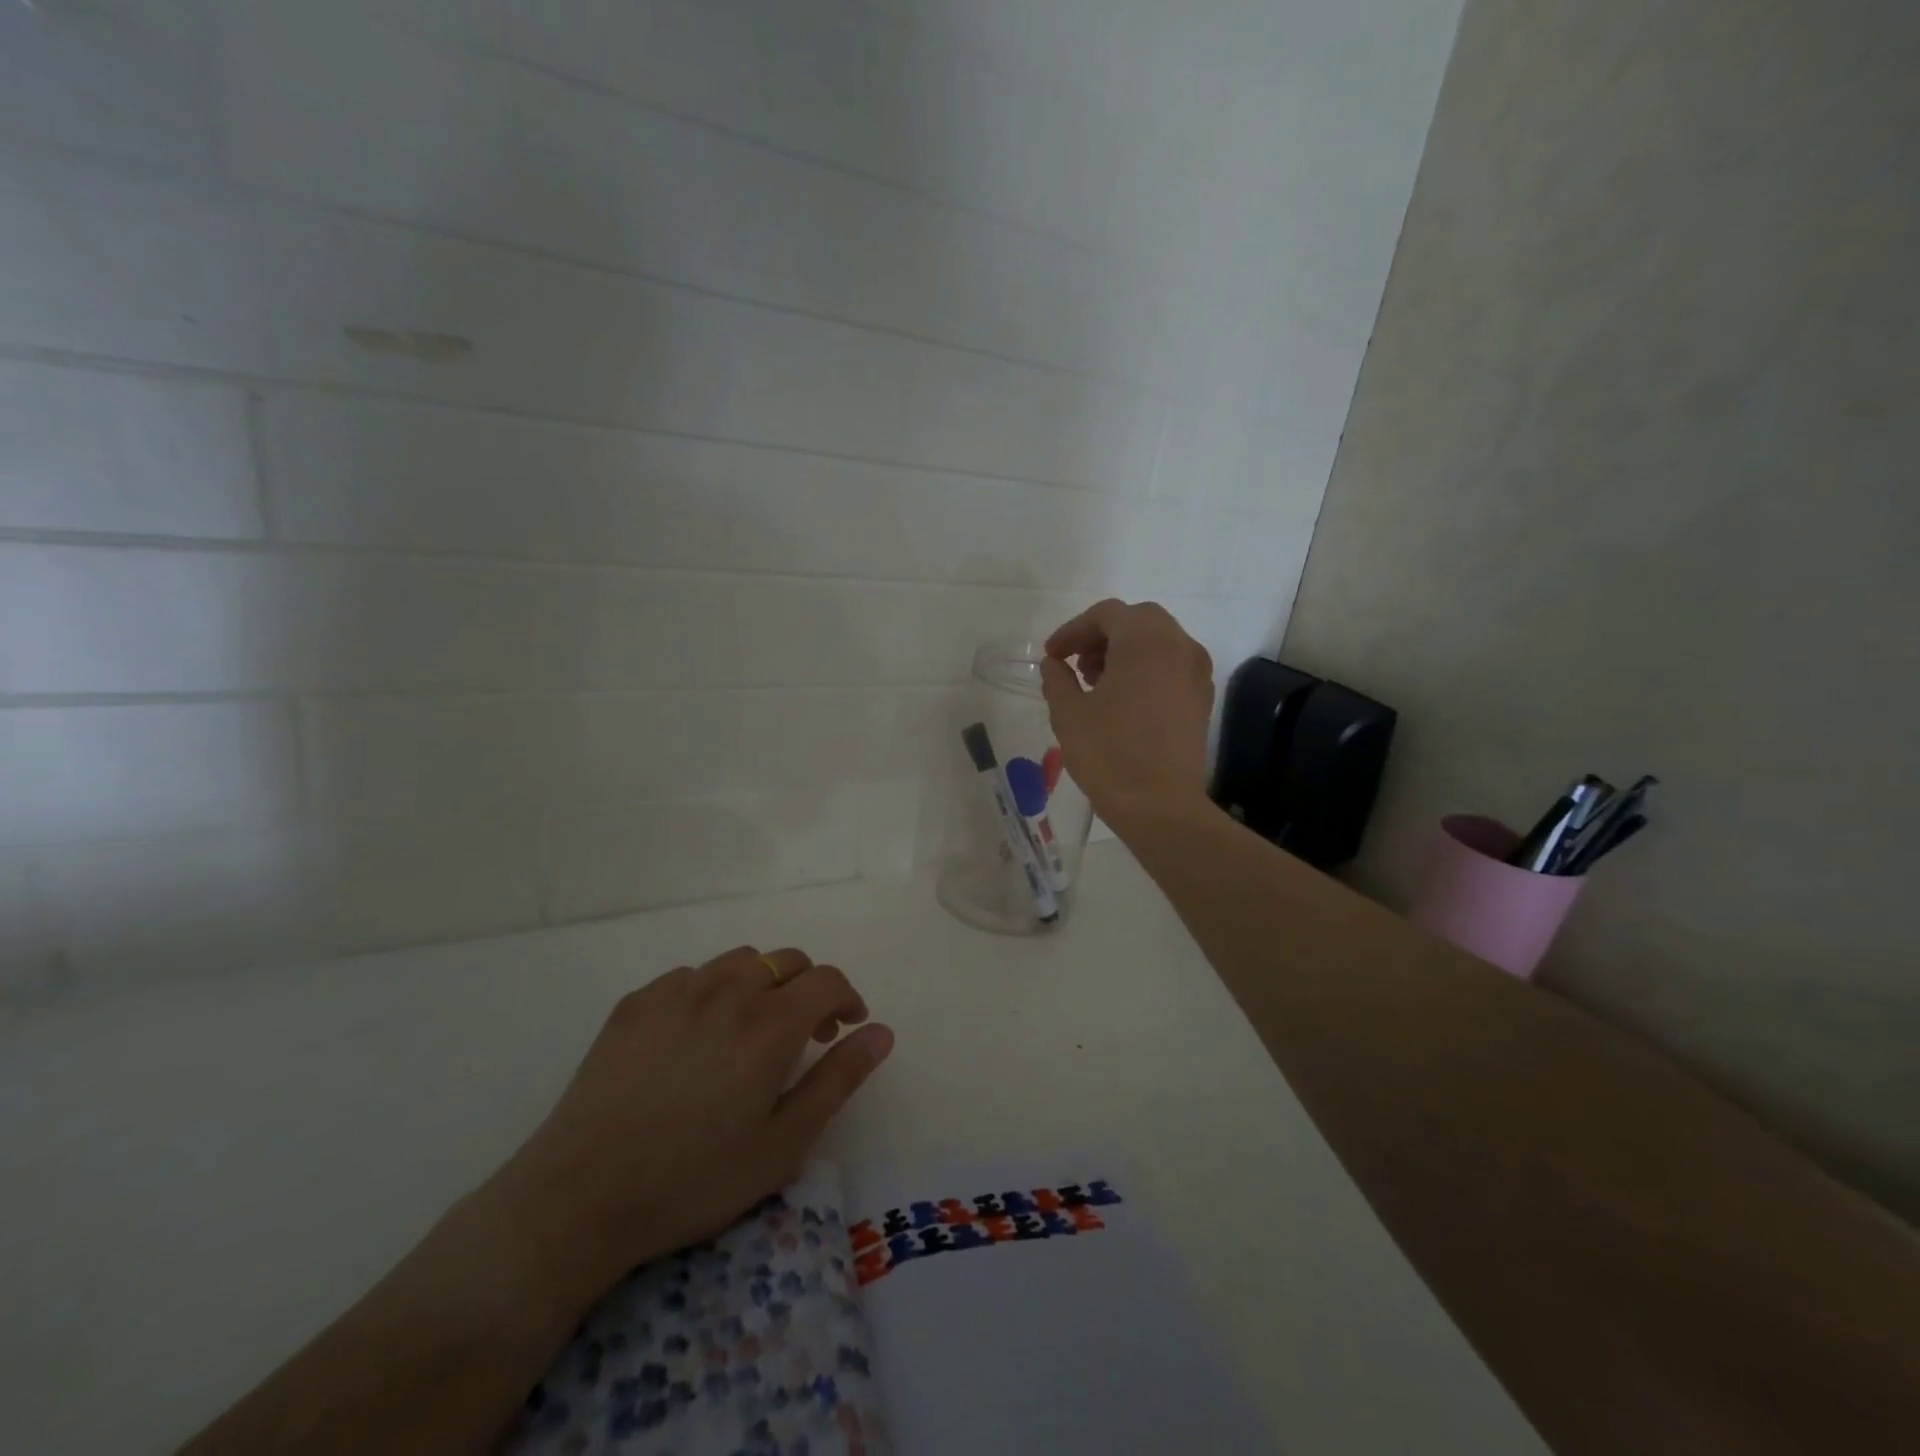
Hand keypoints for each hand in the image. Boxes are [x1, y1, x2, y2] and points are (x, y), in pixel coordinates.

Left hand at [483, 945, 892, 1291]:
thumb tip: (881, 1032)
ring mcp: (677, 990)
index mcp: (770, 1023)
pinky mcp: (636, 1002)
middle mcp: (728, 990)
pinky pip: (691, 976)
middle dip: (807, 988)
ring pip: (739, 962)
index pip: (827, 980)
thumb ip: (839, 1079)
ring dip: (761, 984)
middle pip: (786, 961)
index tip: (846, 1028)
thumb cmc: (694, 1178)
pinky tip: (696, 1037)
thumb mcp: (784, 1143)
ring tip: (751, 1030)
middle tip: (804, 1035)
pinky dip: (712, 992)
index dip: (846, 999)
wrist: (579, 1196)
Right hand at [1041, 599, 1214, 826]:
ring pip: (1158, 641)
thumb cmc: (1109, 754)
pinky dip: (1146, 668)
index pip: (1107, 615)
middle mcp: (1179, 646)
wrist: (1160, 806)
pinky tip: (1123, 699)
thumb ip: (1058, 679)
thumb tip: (1055, 664)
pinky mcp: (1202, 698)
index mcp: (1145, 641)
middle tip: (1076, 663)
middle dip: (1102, 636)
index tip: (1052, 655)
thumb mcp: (1069, 713)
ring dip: (1125, 651)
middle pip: (1137, 620)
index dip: (1073, 630)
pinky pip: (1172, 665)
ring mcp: (1196, 672)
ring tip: (1096, 682)